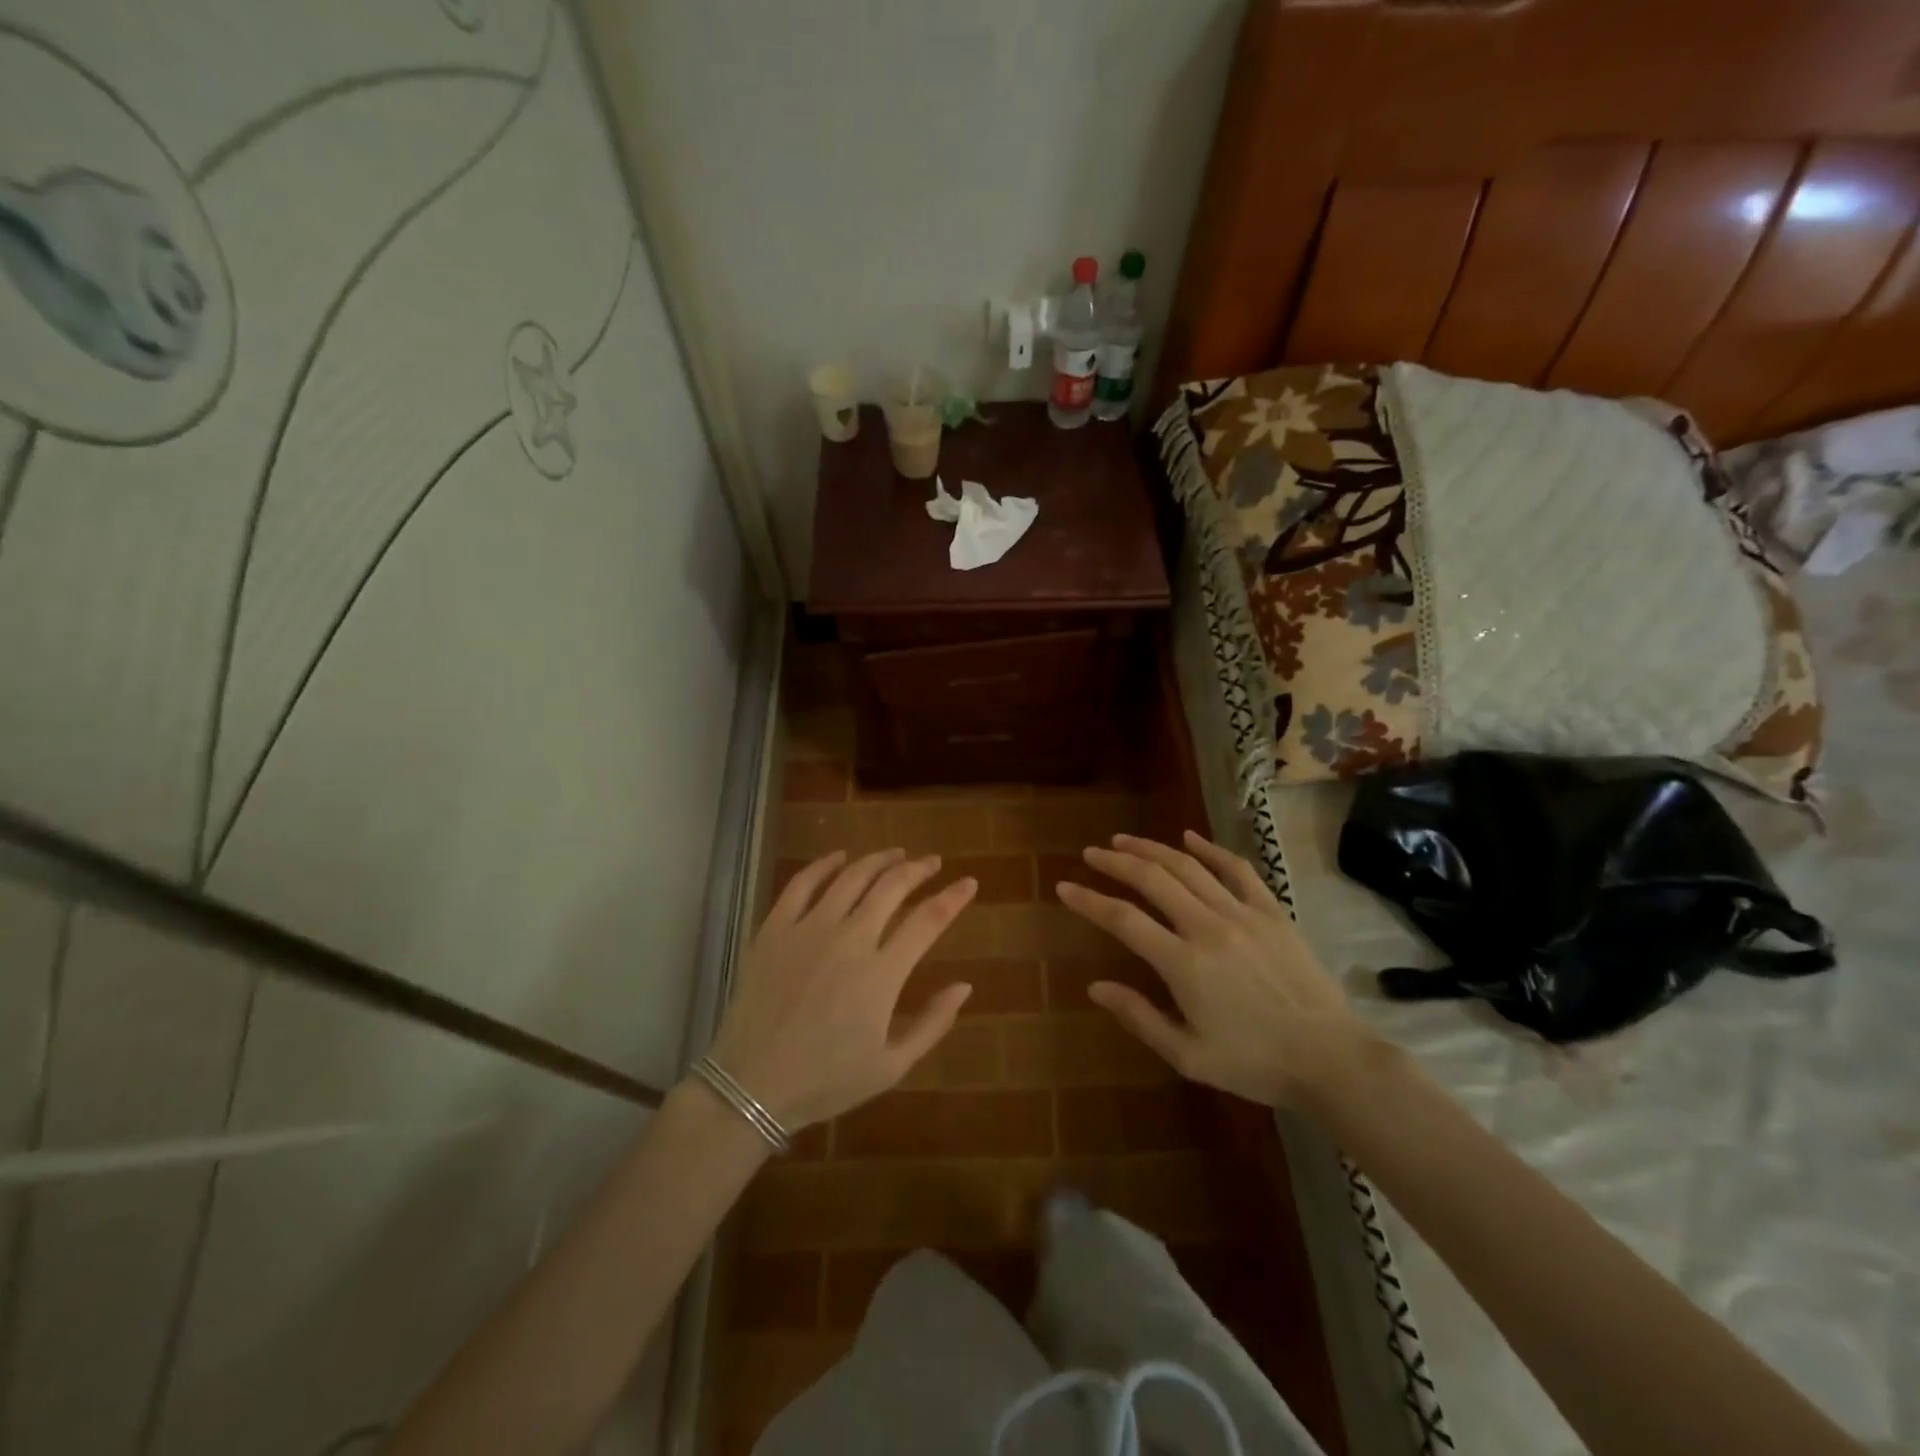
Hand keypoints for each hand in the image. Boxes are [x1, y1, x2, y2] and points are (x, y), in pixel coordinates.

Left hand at [704, 850, 977, 1130]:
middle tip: (931, 862)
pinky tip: (839, 857)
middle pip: (892, 886)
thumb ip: (933, 1023)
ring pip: (851, 877)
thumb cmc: (826, 1081)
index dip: (953, 897)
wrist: (751, 1085)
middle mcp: (849, 938)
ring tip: (896, 854)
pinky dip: (824, 864)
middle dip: (918, 869)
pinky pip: (802, 883)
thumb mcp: (891, 1066)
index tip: (968, 883)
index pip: (928, 920)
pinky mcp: (775, 928)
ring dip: (878, 860)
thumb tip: (965, 986)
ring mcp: (809, 928)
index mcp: (882, 973)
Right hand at [1055, 831, 1375, 1108]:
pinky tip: (1190, 837)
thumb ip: (1139, 1017)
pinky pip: (1237, 870)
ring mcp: (1243, 914)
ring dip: (1152, 849)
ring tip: (1124, 841)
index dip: (1089, 901)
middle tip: (1091, 854)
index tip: (1064, 887)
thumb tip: (1095, 987)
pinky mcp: (1272, 912)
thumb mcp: (1188, 1056)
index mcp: (1184, 964)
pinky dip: (1210, 849)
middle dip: (1116, 862)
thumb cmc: (1254, 1063)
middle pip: (1153, 879)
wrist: (1330, 1058)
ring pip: (1188, 867)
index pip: (1123, 920)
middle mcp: (1208, 927)